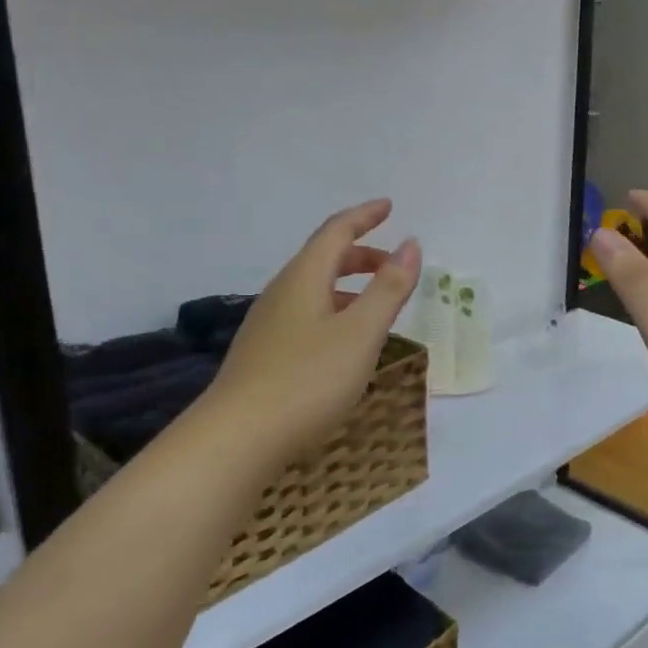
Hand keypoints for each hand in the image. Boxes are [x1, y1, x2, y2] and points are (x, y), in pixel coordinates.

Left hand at [204, 199, 420, 473]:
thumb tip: (411, 245)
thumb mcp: (360, 333)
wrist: (237, 440)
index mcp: (304, 279)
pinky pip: (307, 315)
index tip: (389, 207)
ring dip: (349, 286)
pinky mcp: (265, 355)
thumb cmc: (307, 380)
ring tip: (378, 305)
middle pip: (324, 259)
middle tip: (395, 266)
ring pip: (314, 290)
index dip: (364, 217)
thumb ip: (389, 289)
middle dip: (362, 254)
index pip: (336, 232)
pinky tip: (345, 342)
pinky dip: (335, 312)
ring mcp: (268, 325)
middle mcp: (282, 293)